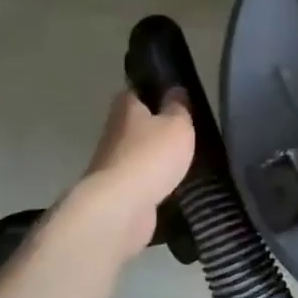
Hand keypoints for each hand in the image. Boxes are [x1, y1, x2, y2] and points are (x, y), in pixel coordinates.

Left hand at [62, 89, 195, 257]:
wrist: (120, 207)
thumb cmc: (151, 156)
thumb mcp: (177, 125)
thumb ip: (179, 108)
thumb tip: (175, 90)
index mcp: (126, 108)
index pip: (136, 91)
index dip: (154, 91)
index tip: (173, 96)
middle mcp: (114, 132)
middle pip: (136, 123)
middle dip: (156, 126)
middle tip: (184, 130)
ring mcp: (112, 163)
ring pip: (137, 152)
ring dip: (154, 156)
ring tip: (184, 159)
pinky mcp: (117, 191)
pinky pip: (139, 179)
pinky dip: (153, 181)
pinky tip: (172, 184)